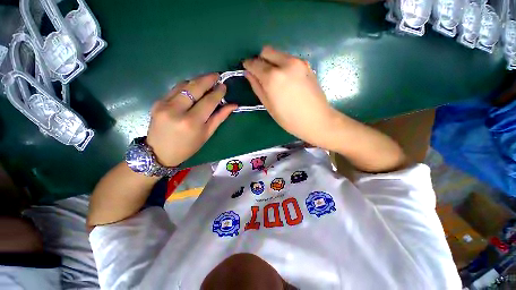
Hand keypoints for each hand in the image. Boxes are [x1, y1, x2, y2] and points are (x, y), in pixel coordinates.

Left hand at [146, 74, 236, 166]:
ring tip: (207, 81)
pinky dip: (187, 86)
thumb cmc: (188, 147)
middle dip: (207, 79)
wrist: (159, 153)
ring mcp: (164, 104)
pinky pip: (175, 89)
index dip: (218, 92)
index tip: (224, 86)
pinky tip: (193, 88)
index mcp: (192, 122)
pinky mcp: (157, 102)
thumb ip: (220, 117)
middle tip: (217, 75)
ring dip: (197, 81)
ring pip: (184, 85)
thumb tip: (233, 105)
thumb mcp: (207, 134)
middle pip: (195, 88)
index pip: (208, 101)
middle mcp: (177, 110)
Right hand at [243, 46, 340, 148]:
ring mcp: (298, 62)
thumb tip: (249, 74)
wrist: (317, 120)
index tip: (246, 68)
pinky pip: (288, 59)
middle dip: (260, 60)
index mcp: (273, 77)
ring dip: (272, 62)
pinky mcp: (306, 65)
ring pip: (278, 54)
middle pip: (267, 51)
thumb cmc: (289, 119)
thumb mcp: (269, 106)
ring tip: (274, 79)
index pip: (255, 63)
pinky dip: (282, 65)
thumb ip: (257, 87)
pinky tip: (286, 79)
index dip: (248, 65)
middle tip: (260, 74)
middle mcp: (285, 64)